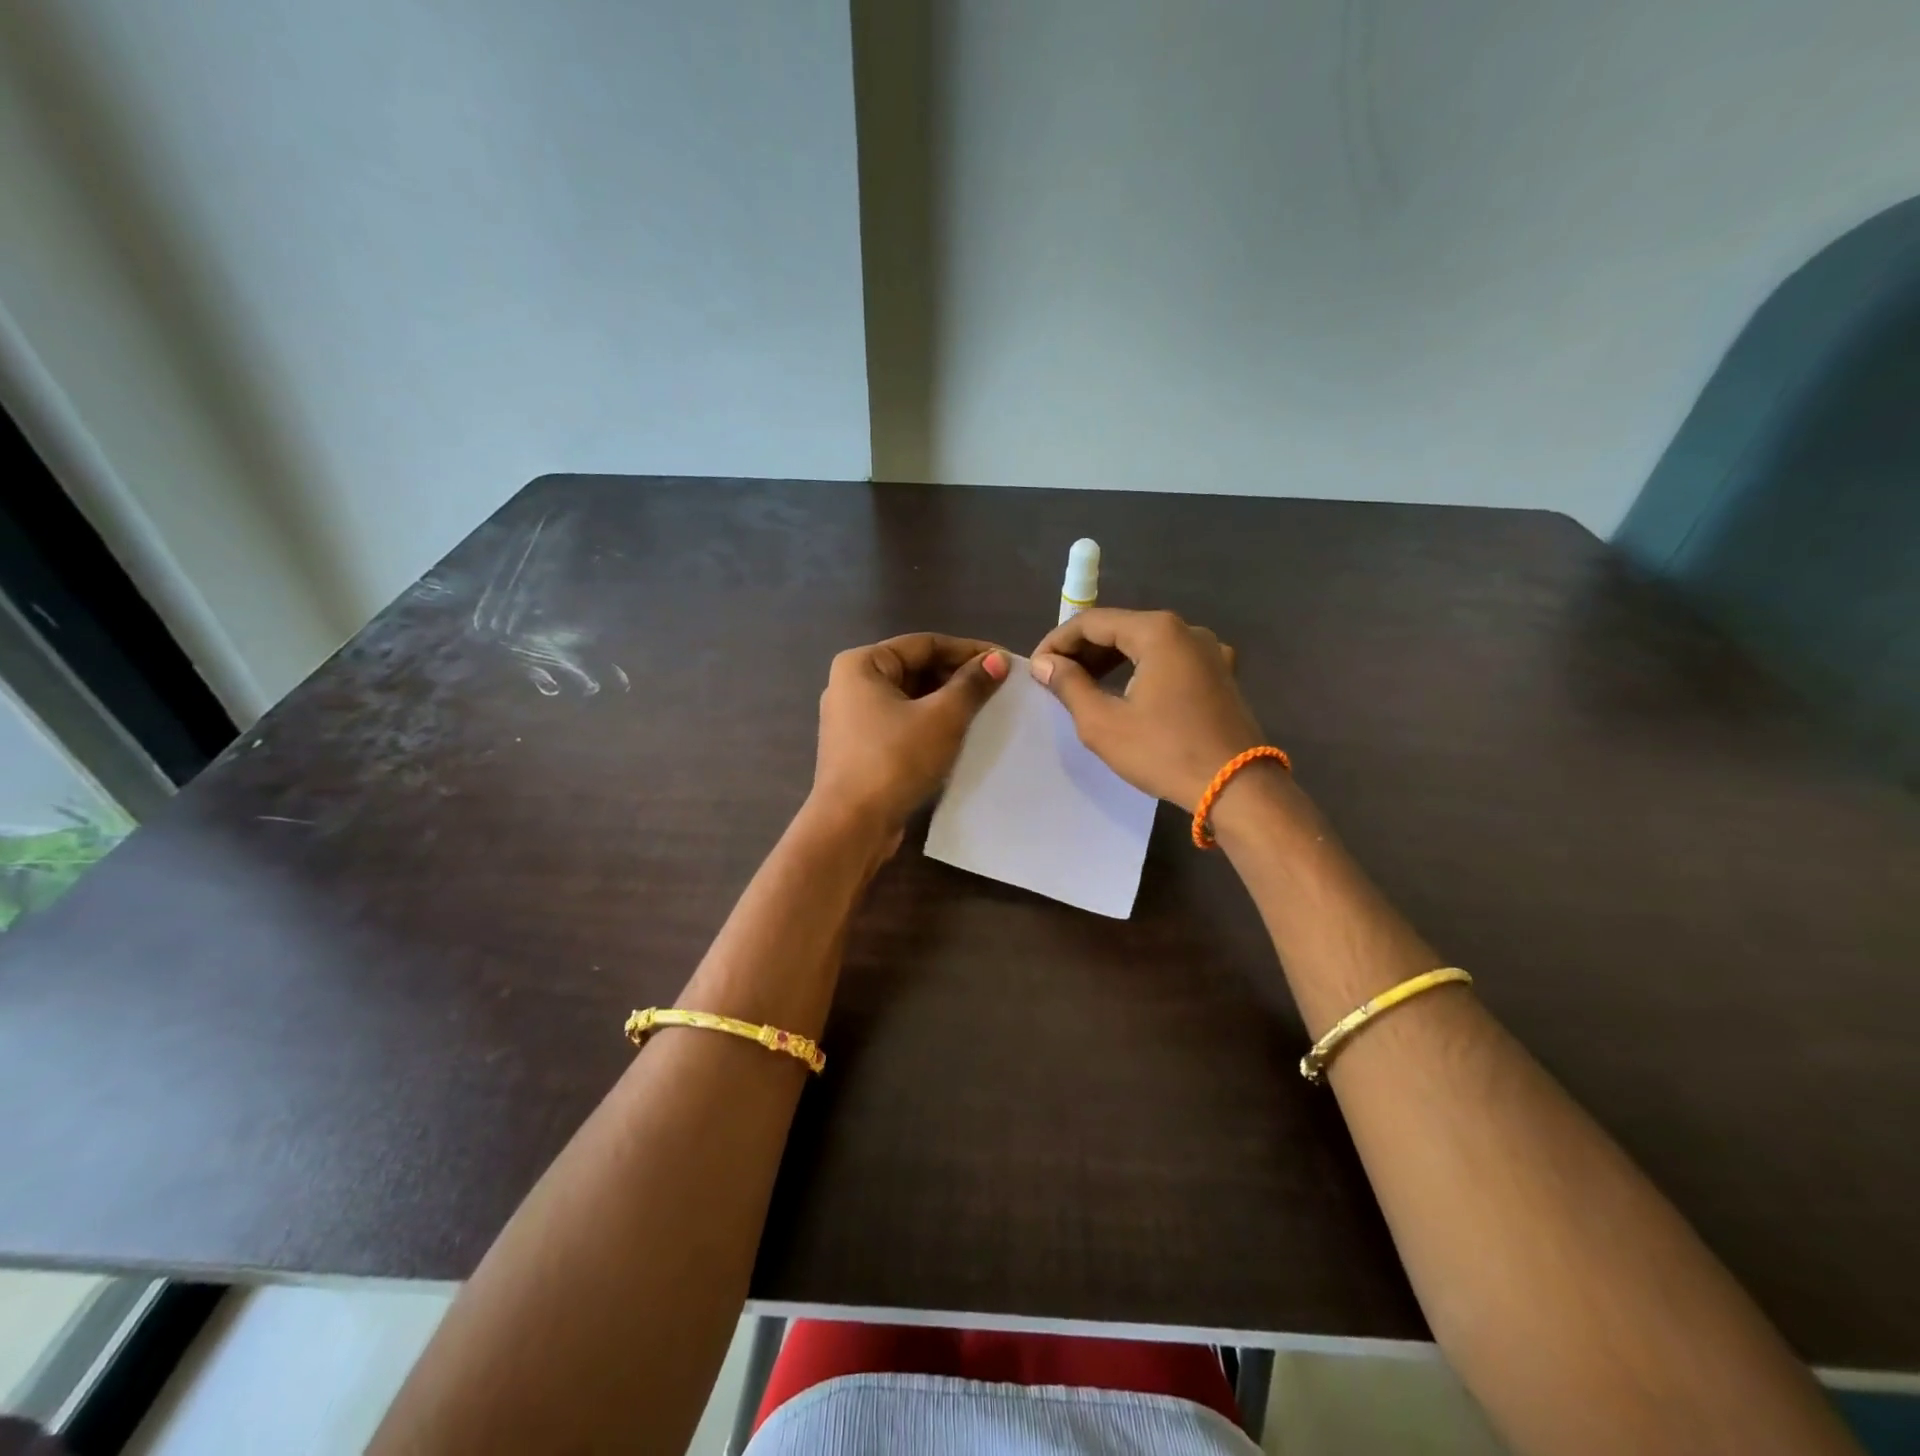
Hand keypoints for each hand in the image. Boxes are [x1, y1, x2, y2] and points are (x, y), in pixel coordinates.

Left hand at [811, 633, 1009, 841]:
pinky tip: (960, 736)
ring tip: (987, 710)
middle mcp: (851, 685)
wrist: (852, 825)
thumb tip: (997, 660)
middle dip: (958, 677)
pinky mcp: (861, 749)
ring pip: (910, 699)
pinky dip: (930, 725)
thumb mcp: (942, 718)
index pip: (924, 644)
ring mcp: (853, 719)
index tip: (1005, 661)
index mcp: (862, 664)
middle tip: (1000, 688)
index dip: (968, 651)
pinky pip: (902, 724)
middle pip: (916, 669)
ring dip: (947, 703)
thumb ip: (971, 685)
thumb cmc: (895, 760)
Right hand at [1030, 608, 1263, 808]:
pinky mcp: (1221, 674)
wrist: (1237, 788)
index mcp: (1158, 631)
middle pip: (1122, 628)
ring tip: (1083, 686)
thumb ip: (1069, 685)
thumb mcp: (1103, 722)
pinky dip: (1141, 669)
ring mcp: (1210, 651)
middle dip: (1084, 650)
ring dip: (1111, 660)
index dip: (1058, 641)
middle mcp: (1187, 630)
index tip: (1037, 667)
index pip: (1093, 622)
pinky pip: (1170, 660)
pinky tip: (1126, 692)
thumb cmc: (1164, 752)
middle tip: (1056, 678)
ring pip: (1147, 644)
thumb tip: (1045, 663)